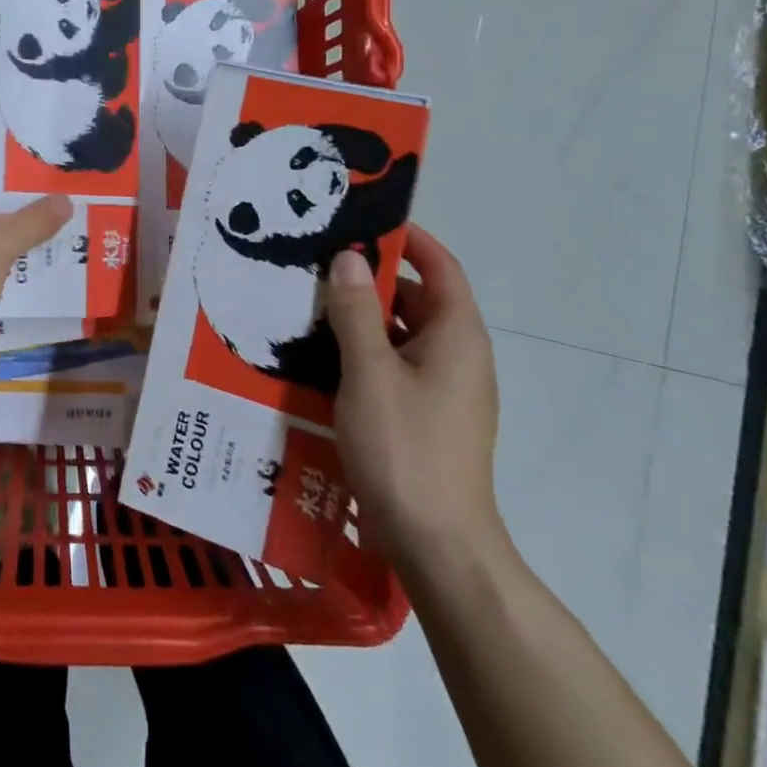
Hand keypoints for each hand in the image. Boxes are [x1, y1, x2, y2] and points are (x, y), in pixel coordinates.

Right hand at [327, 226, 507, 573]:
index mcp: (457, 336)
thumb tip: (347, 257)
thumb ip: (355, 311)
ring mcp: (444, 390)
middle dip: (370, 278)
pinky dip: (363, 352)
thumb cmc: (406, 448)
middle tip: (317, 262)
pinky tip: (320, 356)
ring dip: (361, 317)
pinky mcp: (425, 417)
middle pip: (417, 299)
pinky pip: (394, 366)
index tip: (361, 220)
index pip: (440, 267)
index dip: (407, 239)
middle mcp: (458, 356)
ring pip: (401, 335)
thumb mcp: (370, 371)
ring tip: (309, 303)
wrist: (437, 546)